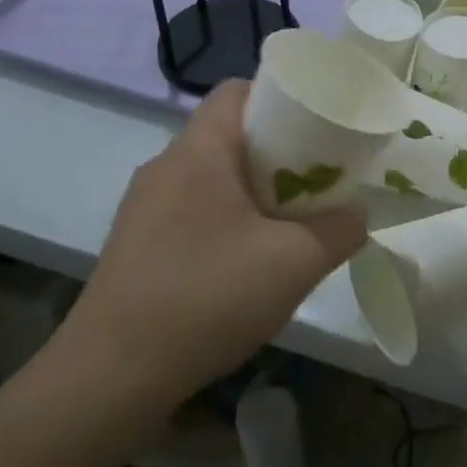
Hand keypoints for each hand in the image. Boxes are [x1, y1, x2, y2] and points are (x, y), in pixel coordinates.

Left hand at [58, 81, 366, 409]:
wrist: (110, 376)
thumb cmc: (207, 297)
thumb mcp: (296, 262)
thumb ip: (340, 230)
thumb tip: (356, 216)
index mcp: (198, 150)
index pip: (238, 90)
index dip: (282, 97)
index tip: (319, 128)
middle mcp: (164, 166)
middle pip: (229, 134)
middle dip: (279, 152)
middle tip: (318, 180)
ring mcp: (143, 207)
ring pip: (212, 176)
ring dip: (254, 191)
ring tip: (291, 223)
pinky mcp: (135, 245)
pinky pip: (192, 211)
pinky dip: (226, 220)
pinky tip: (246, 263)